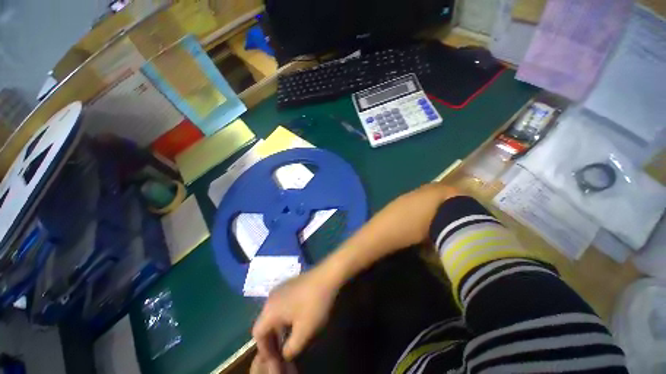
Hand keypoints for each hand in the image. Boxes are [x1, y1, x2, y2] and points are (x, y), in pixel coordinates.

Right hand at [252, 267, 338, 370]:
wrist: (326, 275)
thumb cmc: (313, 304)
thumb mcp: (304, 332)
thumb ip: (290, 349)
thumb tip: (284, 353)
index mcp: (270, 309)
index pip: (257, 333)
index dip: (264, 349)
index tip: (275, 358)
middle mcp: (271, 297)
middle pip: (264, 322)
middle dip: (271, 339)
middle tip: (281, 350)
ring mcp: (281, 288)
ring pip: (273, 312)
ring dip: (278, 327)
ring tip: (289, 337)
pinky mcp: (290, 284)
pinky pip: (281, 303)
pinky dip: (284, 315)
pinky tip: (295, 319)